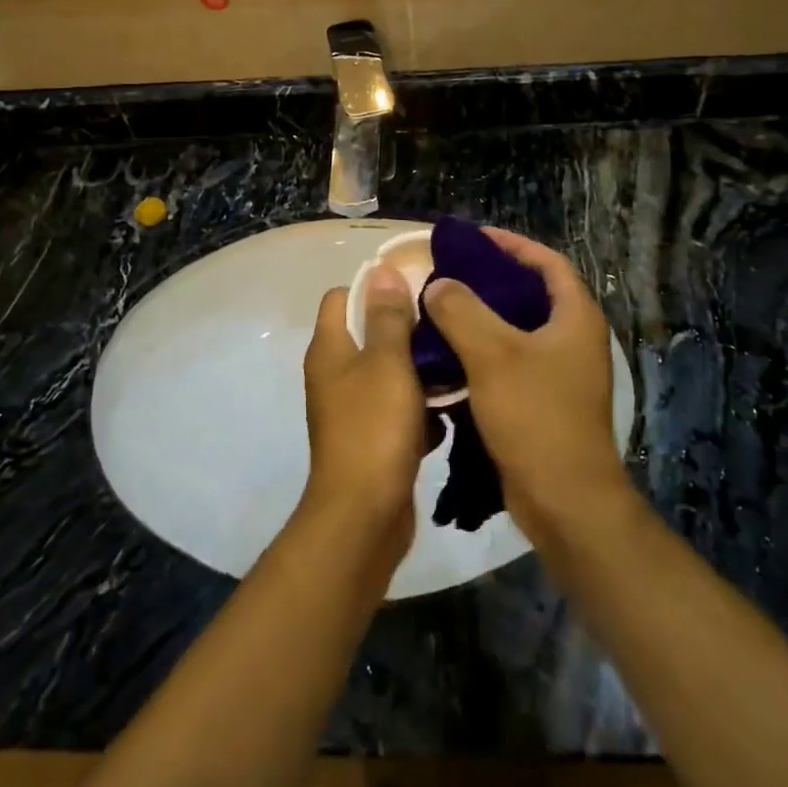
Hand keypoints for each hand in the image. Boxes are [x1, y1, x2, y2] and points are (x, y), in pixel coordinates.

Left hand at [300, 267, 423, 564]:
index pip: (343, 297)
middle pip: (370, 333)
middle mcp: (335, 374)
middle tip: (446, 325)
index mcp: (330, 349)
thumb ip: (388, 317)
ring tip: (457, 367)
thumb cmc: (374, 428)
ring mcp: (352, 409)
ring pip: (389, 373)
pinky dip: (419, 411)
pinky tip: (448, 415)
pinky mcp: (371, 439)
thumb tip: (381, 270)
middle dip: (407, 330)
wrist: (364, 516)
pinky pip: (397, 410)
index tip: (416, 288)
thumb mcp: (388, 363)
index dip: (375, 288)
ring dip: (419, 372)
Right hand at [423, 230, 632, 544]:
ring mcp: (560, 373)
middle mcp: (573, 339)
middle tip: (449, 272)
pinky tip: (447, 355)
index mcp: (575, 318)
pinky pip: (510, 362)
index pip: (547, 262)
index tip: (473, 238)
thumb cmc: (536, 416)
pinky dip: (481, 351)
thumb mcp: (493, 354)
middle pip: (531, 294)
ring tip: (440, 308)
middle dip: (491, 279)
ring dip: (482, 317)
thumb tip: (437, 284)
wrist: (565, 501)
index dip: (512, 245)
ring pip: (517, 330)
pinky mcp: (544, 401)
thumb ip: (461, 310)